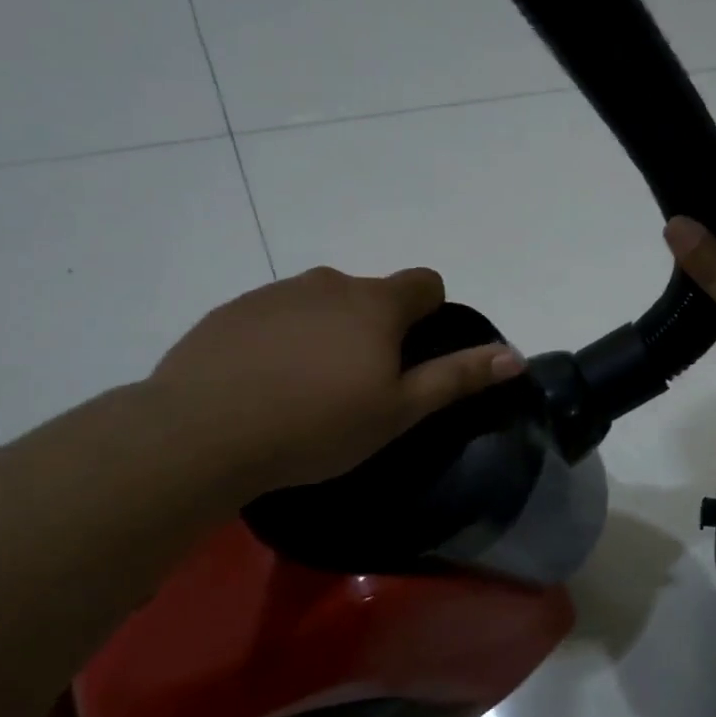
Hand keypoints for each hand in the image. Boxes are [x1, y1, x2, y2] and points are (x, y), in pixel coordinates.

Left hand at [149, 267, 521, 495]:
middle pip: (370, 294)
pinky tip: (264, 386)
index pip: (425, 283)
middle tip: (360, 386)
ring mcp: (274, 293)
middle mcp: (328, 283)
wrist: (201, 433)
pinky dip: (282, 341)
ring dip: (327, 333)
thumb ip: (458, 377)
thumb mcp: (399, 411)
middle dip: (375, 329)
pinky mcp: (231, 312)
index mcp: (375, 303)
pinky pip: (275, 317)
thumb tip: (514, 355)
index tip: (412, 357)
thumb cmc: (317, 424)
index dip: (430, 314)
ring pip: (321, 304)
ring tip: (307, 391)